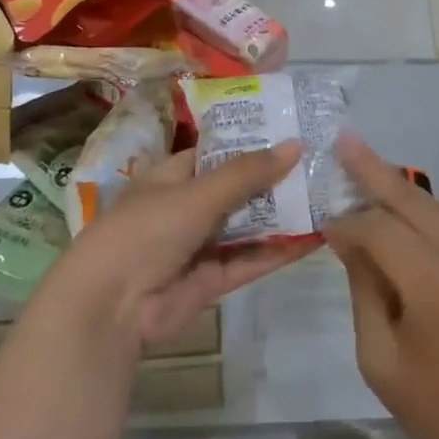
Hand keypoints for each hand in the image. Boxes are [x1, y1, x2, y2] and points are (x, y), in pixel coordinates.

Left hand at [41, 142, 318, 349]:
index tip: (293, 131)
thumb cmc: (146, 230)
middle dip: (275, 179)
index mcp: (173, 176)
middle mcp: (187, 207)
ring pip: (248, 225)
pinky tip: (315, 238)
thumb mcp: (197, 193)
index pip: (218, 152)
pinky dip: (279, 250)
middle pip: (238, 189)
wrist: (111, 307)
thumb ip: (247, 173)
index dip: (253, 142)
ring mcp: (200, 245)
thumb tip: (295, 145)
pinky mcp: (212, 280)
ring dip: (282, 215)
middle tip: (321, 164)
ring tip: (327, 197)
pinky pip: (250, 260)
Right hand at [324, 136, 438, 438]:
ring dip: (398, 186)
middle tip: (343, 141)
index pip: (378, 229)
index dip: (346, 224)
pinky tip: (399, 207)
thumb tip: (350, 242)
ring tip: (365, 164)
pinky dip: (420, 210)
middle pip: (410, 199)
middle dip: (373, 170)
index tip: (322, 227)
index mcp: (431, 280)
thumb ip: (364, 291)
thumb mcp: (381, 358)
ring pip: (433, 206)